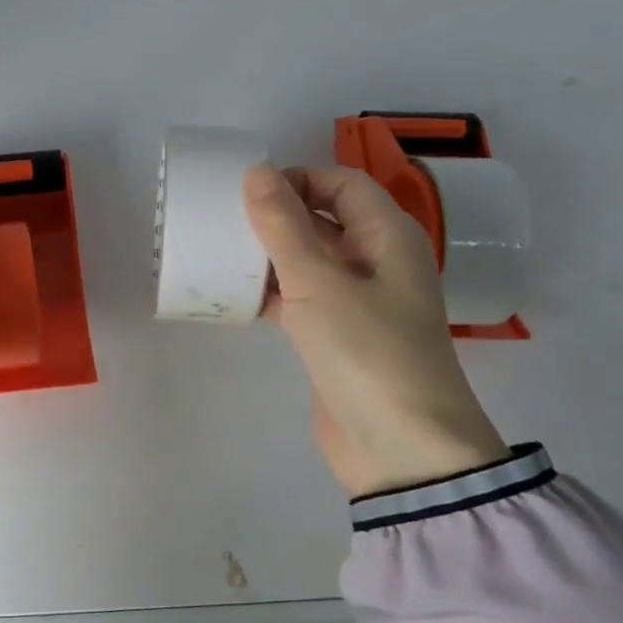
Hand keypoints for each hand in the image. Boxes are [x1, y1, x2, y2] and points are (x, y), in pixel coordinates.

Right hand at [243, 163, 506, 496]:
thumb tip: (256, 171)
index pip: (342, 183)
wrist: (401, 450)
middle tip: (225, 221)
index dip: (298, 178)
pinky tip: (235, 296)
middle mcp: (378, 261)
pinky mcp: (338, 336)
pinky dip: (272, 291)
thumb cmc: (368, 353)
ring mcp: (358, 301)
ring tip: (222, 253)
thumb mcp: (319, 284)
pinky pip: (302, 297)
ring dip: (270, 254)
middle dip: (278, 215)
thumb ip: (284, 226)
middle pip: (325, 218)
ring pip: (309, 259)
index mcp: (388, 237)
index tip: (249, 194)